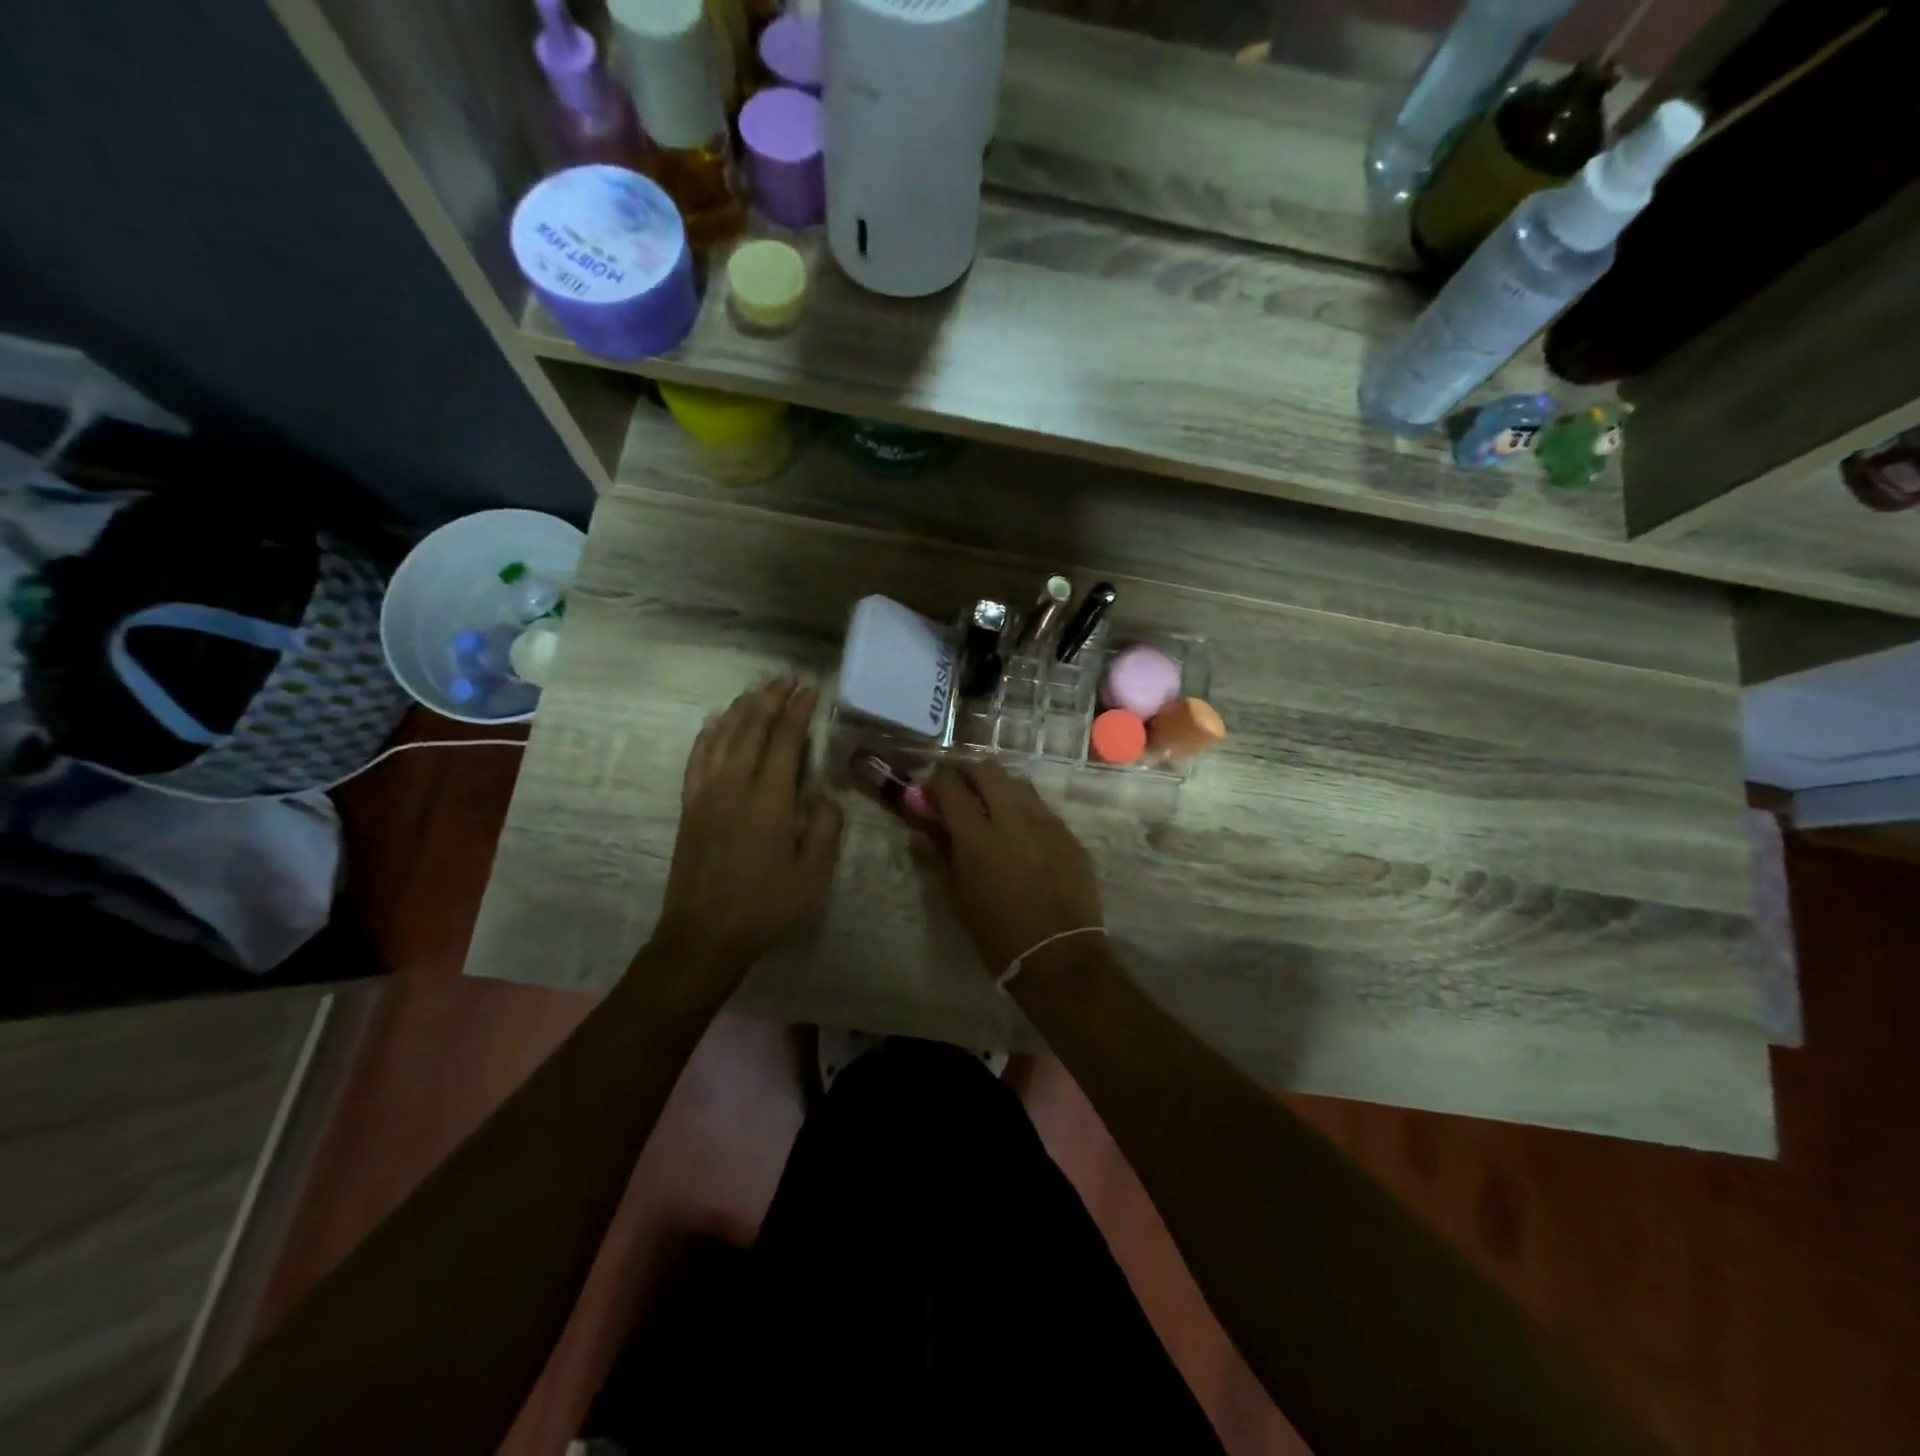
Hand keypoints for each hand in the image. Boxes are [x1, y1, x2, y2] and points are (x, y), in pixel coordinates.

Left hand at [653, 678, 843, 981]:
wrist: (703, 936)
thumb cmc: (766, 907)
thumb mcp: (813, 874)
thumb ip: (824, 827)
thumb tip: (822, 792)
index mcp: (768, 800)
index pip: (784, 740)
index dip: (797, 711)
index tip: (810, 688)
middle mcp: (733, 785)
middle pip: (751, 728)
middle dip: (770, 699)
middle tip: (786, 678)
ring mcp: (705, 794)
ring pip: (722, 736)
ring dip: (741, 708)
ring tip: (757, 689)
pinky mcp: (689, 806)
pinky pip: (697, 757)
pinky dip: (708, 733)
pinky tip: (715, 721)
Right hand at [918, 761, 1103, 980]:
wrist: (1058, 955)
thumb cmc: (997, 933)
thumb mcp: (957, 898)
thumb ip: (937, 857)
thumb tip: (919, 832)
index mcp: (977, 837)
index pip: (952, 786)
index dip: (938, 779)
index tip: (932, 786)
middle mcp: (1012, 818)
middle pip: (988, 770)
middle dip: (969, 771)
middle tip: (961, 787)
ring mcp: (1045, 822)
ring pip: (1018, 783)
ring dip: (999, 785)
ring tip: (992, 805)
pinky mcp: (1068, 833)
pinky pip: (1042, 807)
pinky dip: (1024, 807)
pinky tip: (1021, 829)